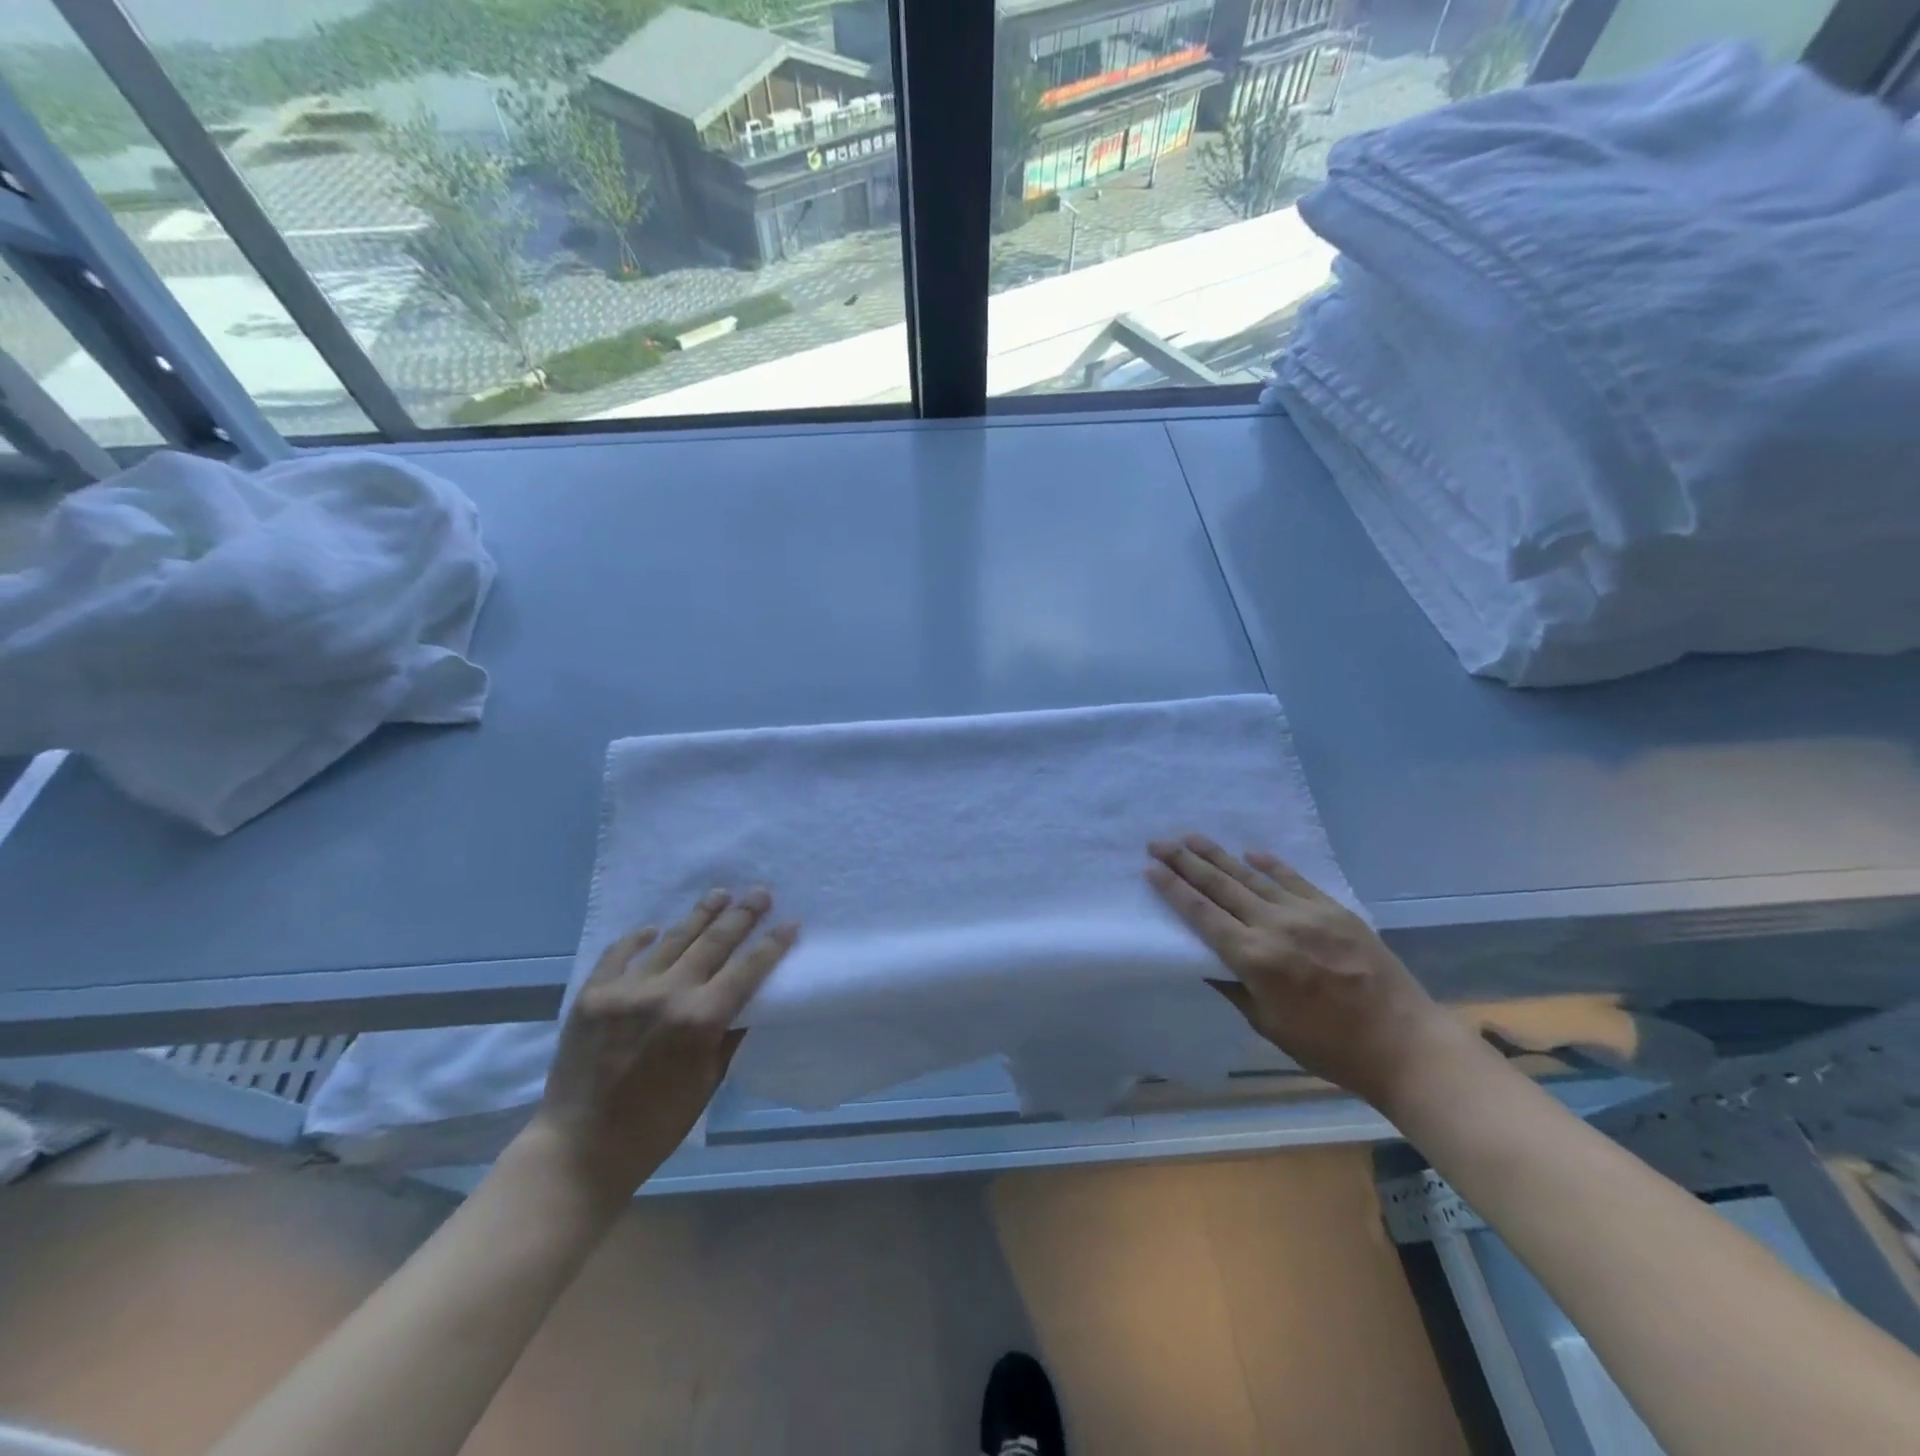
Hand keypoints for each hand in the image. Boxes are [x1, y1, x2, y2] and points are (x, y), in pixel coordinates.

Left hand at [528, 888, 796, 1206]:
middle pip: (714, 943)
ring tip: (720, 894)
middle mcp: (668, 994)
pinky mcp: (592, 994)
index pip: (747, 970)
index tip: (789, 923)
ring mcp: (627, 990)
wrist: (578, 1149)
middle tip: (760, 893)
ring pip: (673, 939)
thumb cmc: (655, 1125)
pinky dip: (639, 938)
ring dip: (701, 914)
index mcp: (701, 1020)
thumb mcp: (707, 1083)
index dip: (772, 945)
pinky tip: (655, 928)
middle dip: (742, 916)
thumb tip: (747, 1003)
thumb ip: (728, 1036)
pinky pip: (620, 953)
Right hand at [1147, 835, 1455, 1109]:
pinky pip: (1294, 879)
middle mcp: (1275, 927)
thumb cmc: (1329, 1048)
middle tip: (1158, 842)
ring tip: (1191, 837)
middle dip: (1185, 862)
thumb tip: (1207, 962)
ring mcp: (1308, 914)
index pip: (1202, 915)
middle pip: (1221, 886)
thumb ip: (1234, 988)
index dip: (1174, 890)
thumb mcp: (1268, 1026)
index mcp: (1254, 959)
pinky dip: (1270, 865)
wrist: (1405, 1044)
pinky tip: (1250, 853)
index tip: (1151, 869)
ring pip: (1252, 876)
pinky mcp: (1335, 910)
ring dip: (1218, 855)